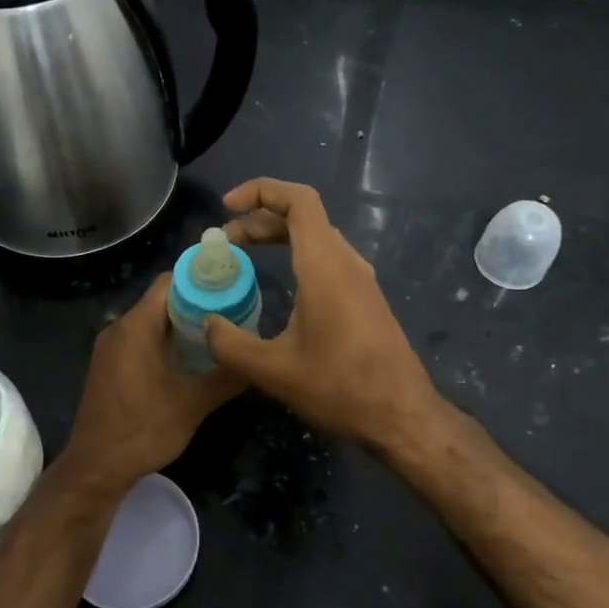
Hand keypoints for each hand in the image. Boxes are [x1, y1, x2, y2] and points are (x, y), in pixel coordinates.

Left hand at [60, 273, 243, 496]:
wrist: (96, 467)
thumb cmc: (143, 430)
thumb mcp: (193, 404)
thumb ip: (226, 377)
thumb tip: (254, 361)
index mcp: (136, 327)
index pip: (170, 282)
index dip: (201, 281)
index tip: (230, 289)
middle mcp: (119, 328)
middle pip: (160, 300)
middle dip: (196, 304)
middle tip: (231, 316)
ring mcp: (109, 347)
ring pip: (150, 321)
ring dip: (180, 325)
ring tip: (215, 337)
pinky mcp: (107, 365)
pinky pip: (138, 339)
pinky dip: (163, 341)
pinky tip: (187, 361)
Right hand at [205, 178, 441, 447]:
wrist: (401, 416)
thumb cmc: (339, 387)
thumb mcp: (272, 370)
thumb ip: (230, 344)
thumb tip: (207, 323)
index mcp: (324, 265)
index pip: (298, 200)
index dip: (261, 191)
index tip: (227, 206)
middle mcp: (346, 262)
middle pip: (303, 217)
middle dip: (260, 219)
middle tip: (225, 242)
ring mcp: (360, 280)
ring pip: (316, 238)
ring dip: (278, 237)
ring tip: (244, 256)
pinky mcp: (365, 299)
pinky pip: (327, 259)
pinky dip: (296, 257)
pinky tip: (279, 286)